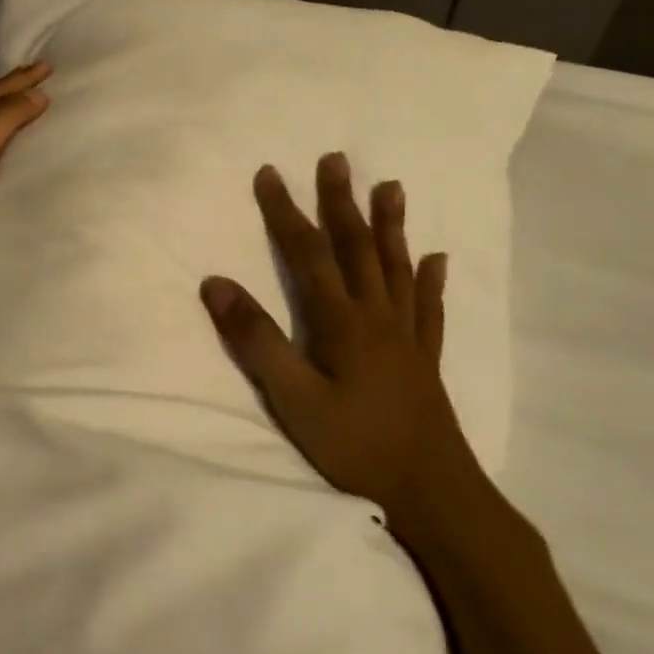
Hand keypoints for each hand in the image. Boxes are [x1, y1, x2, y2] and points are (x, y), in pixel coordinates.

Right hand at [199, 153, 493, 551]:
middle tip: (336, 159)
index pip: (307, 253)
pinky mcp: (425, 359)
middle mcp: (377, 316)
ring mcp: (406, 336)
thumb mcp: (292, 399)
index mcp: (341, 321)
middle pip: (356, 247)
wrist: (432, 494)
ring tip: (391, 186)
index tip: (269, 173)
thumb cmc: (356, 446)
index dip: (286, 211)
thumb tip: (215, 283)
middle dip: (341, 201)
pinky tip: (437, 259)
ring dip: (390, 225)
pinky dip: (431, 280)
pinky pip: (429, 308)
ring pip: (397, 267)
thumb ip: (256, 340)